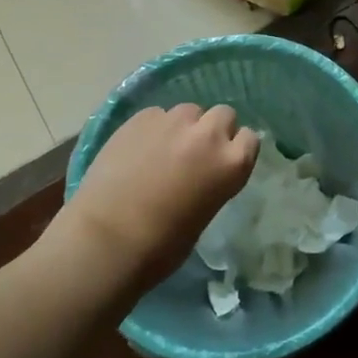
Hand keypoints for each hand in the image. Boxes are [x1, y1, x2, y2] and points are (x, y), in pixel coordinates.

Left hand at [60, 104, 257, 290]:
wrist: (107, 238)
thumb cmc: (162, 245)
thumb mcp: (205, 213)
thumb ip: (212, 182)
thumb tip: (201, 173)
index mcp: (232, 164)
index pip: (250, 138)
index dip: (235, 148)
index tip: (221, 161)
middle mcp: (208, 134)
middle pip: (223, 114)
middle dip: (212, 129)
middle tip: (194, 153)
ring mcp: (173, 121)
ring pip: (189, 111)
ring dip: (183, 126)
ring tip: (163, 149)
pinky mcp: (140, 118)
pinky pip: (157, 115)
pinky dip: (153, 129)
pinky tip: (137, 150)